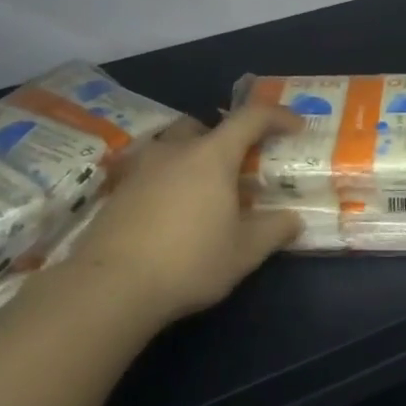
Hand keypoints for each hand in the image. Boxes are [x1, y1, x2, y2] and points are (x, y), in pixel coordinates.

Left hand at [57, 105, 303, 325]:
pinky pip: (151, 172)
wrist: (110, 287)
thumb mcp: (244, 252)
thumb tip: (293, 219)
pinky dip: (168, 181)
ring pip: (172, 147)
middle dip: (225, 138)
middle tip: (239, 166)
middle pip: (204, 126)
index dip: (277, 117)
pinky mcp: (118, 192)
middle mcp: (175, 151)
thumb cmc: (189, 261)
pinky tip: (172, 214)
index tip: (296, 128)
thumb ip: (274, 230)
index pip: (251, 118)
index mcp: (212, 156)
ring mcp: (141, 169)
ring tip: (204, 192)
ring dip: (192, 158)